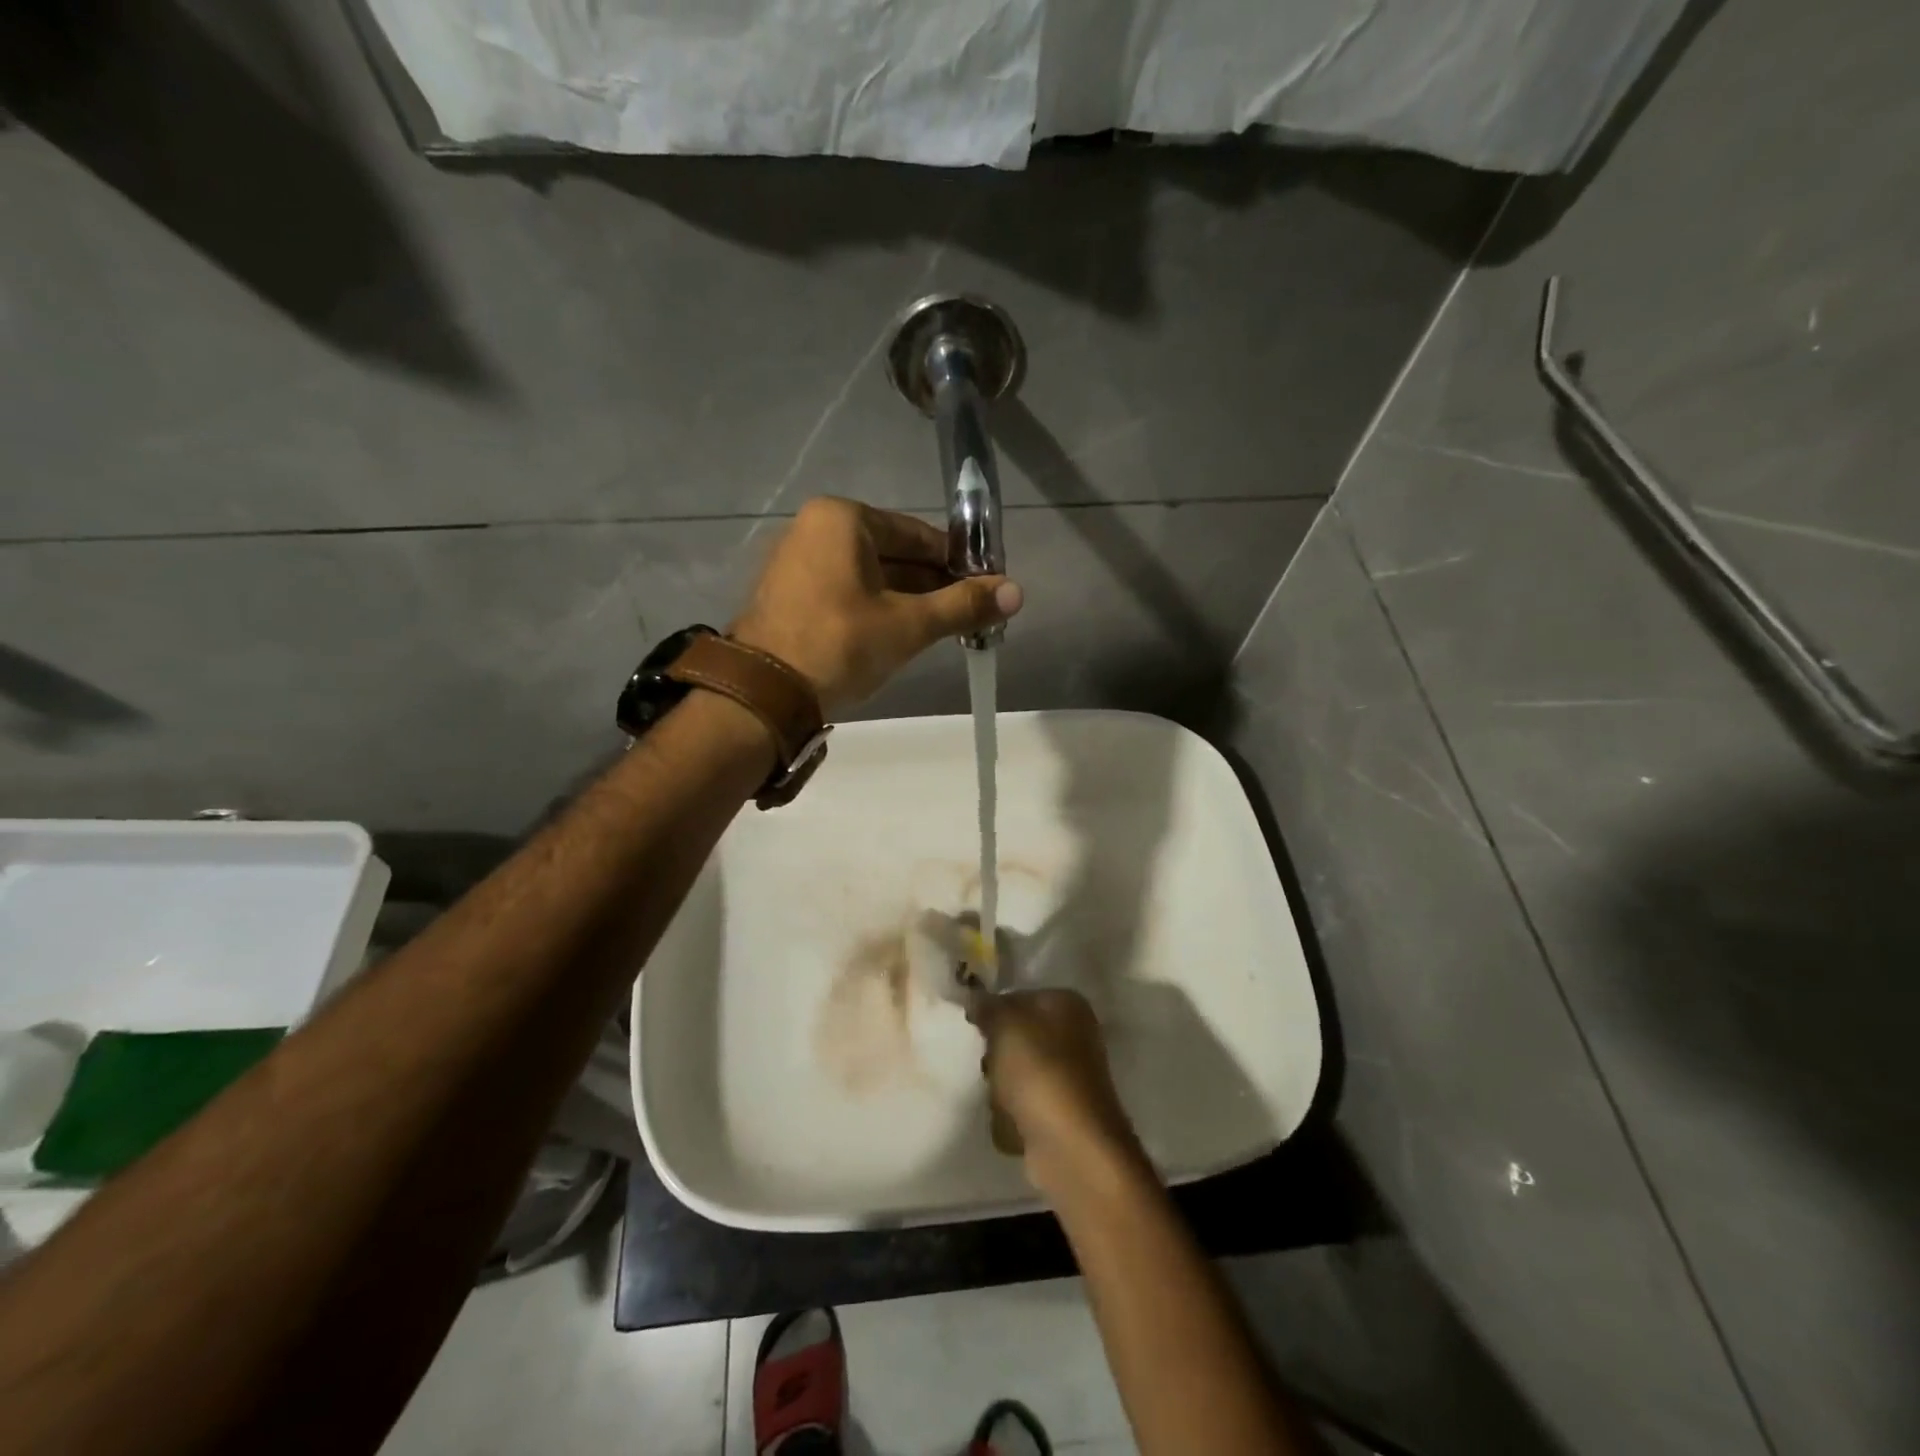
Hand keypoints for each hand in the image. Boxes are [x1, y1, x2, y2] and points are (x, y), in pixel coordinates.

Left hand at [730, 497, 1022, 717]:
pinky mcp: (791, 595)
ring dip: (908, 601)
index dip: (957, 564)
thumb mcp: (908, 625)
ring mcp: (799, 562)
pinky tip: (902, 636)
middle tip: (969, 616)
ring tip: (944, 631)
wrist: (765, 695)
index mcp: (843, 519)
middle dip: (933, 586)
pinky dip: (877, 609)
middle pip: (894, 555)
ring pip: (871, 577)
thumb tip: (1017, 591)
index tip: (985, 590)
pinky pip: (847, 592)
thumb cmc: (841, 645)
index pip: (918, 535)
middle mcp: (816, 529)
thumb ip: (962, 605)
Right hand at [969, 989, 1142, 1193]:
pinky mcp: (1063, 1115)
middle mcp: (1074, 1036)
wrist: (1072, 1147)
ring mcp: (1070, 1078)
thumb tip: (976, 1000)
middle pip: (1017, 1038)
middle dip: (996, 1054)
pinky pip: (1024, 1107)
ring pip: (1017, 1074)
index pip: (1018, 997)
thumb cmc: (1039, 1072)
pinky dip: (1013, 1118)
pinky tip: (1011, 1124)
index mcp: (1067, 1004)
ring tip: (999, 1099)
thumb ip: (987, 1007)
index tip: (974, 1029)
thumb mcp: (1005, 1025)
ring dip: (1001, 1089)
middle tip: (988, 1066)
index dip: (993, 1012)